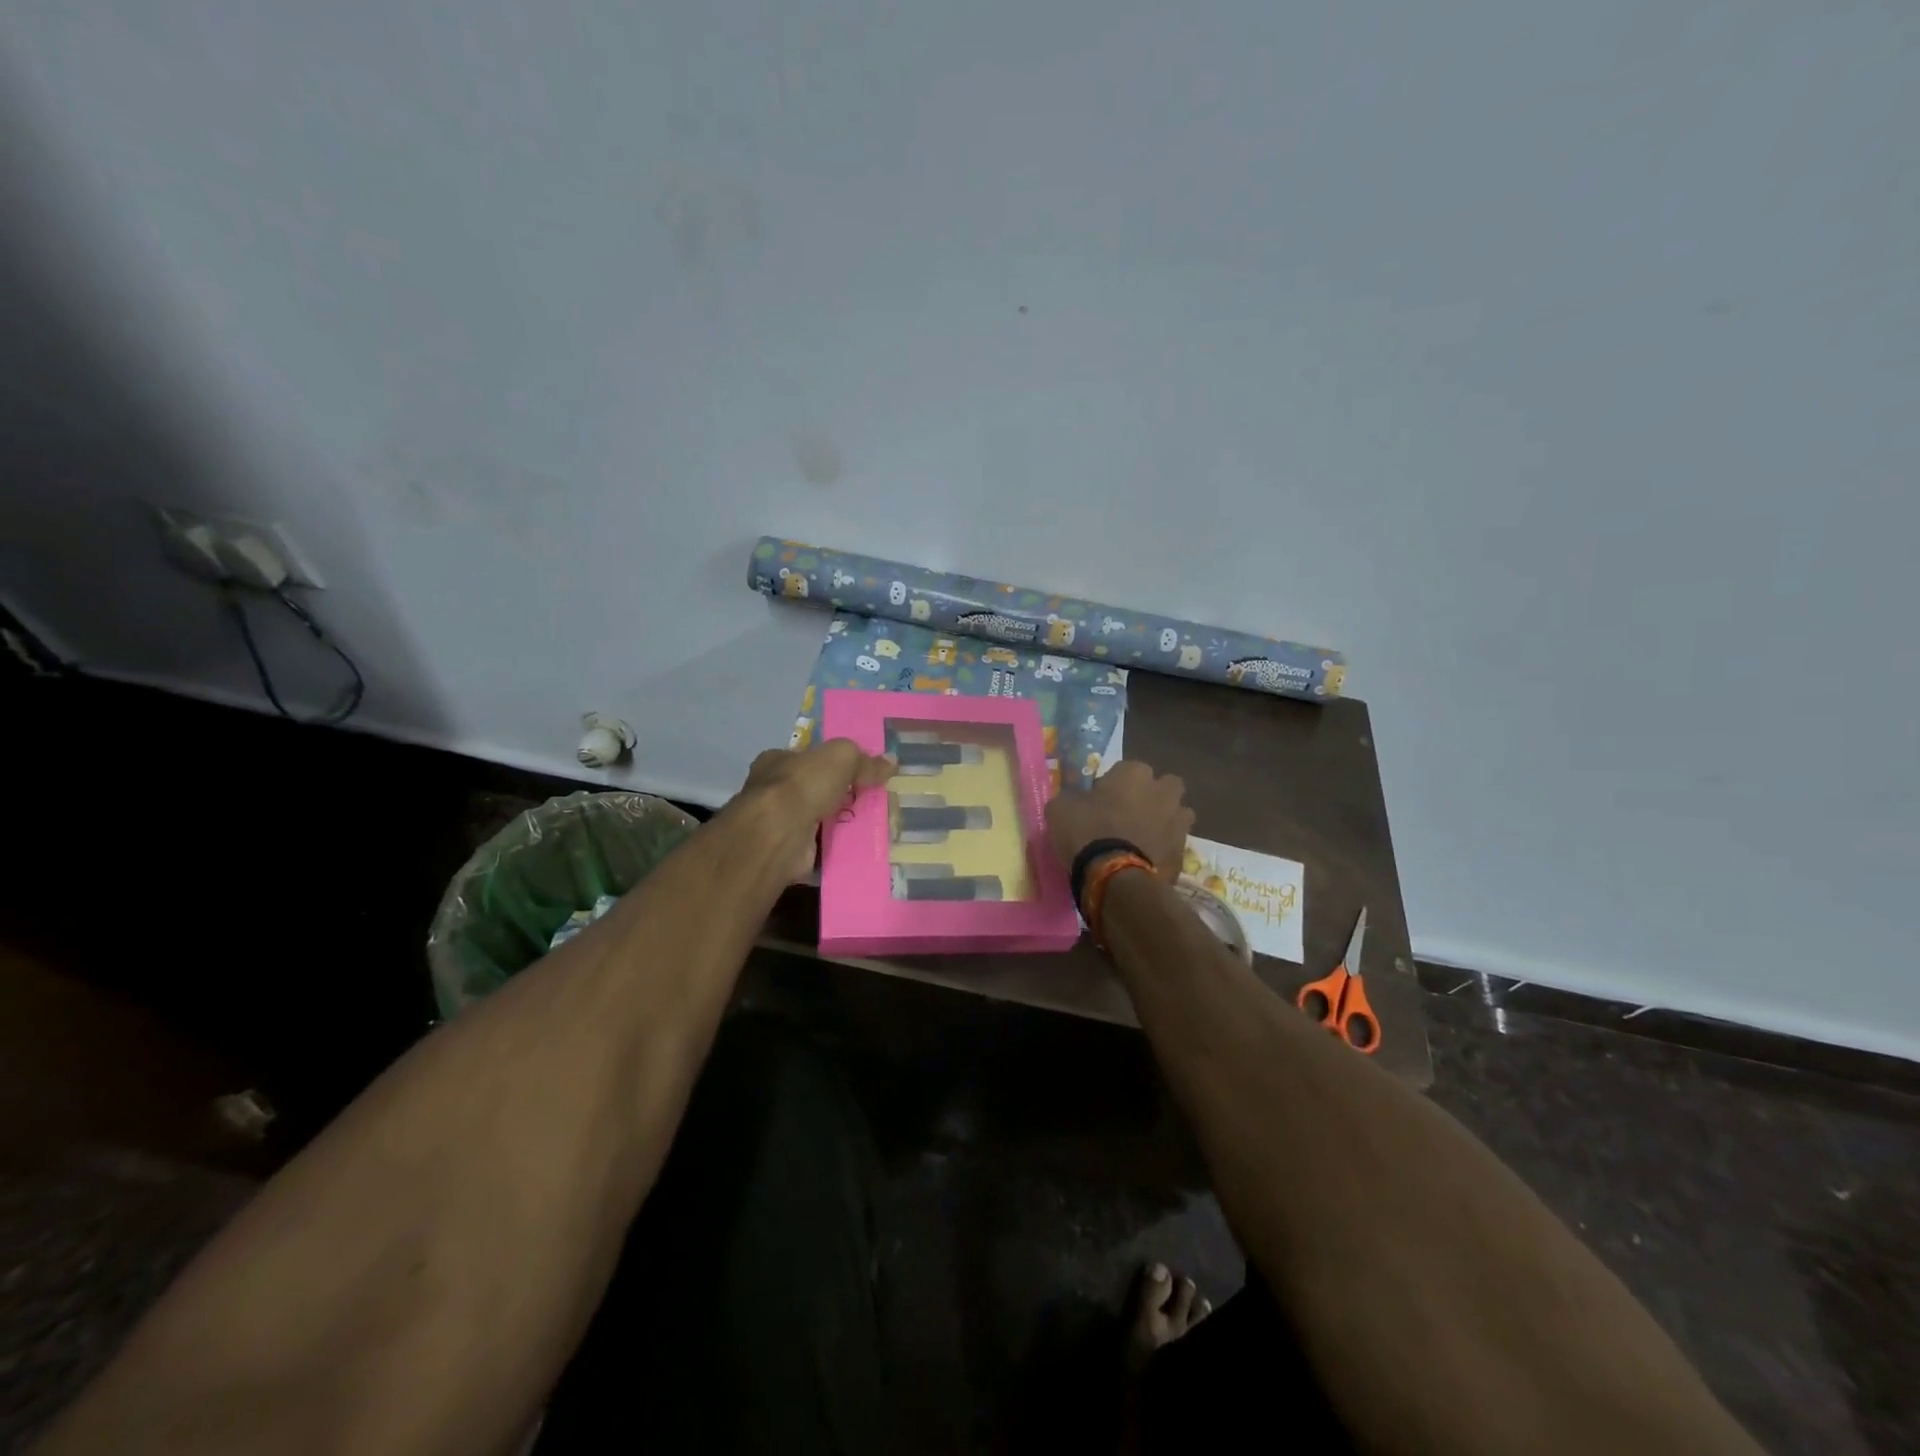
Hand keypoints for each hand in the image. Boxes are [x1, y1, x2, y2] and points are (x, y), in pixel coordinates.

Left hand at [735, 740, 895, 879]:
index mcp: (777, 761)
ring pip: (818, 819)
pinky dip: (838, 847)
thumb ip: (864, 760)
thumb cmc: (804, 784)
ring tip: (875, 825)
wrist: (779, 833)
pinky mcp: (788, 852)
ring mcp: (779, 824)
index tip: (858, 772)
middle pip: (814, 790)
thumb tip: (891, 761)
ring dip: (841, 822)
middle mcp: (772, 791)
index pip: (807, 758)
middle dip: (840, 795)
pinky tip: (861, 848)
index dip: (832, 763)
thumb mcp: (841, 757)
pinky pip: (821, 847)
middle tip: (871, 800)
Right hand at [1044, 760, 1193, 879]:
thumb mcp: (1060, 809)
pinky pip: (1173, 845)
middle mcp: (1162, 791)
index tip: (1100, 802)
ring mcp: (1178, 822)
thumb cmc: (1087, 833)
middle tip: (1129, 815)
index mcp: (1134, 773)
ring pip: (1176, 815)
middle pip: (1164, 787)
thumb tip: (1075, 801)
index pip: (1125, 769)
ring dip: (1164, 822)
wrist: (1116, 879)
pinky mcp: (1184, 853)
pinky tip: (1145, 863)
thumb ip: (1072, 798)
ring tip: (1141, 840)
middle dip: (1152, 796)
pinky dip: (1163, 851)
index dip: (1113, 785)